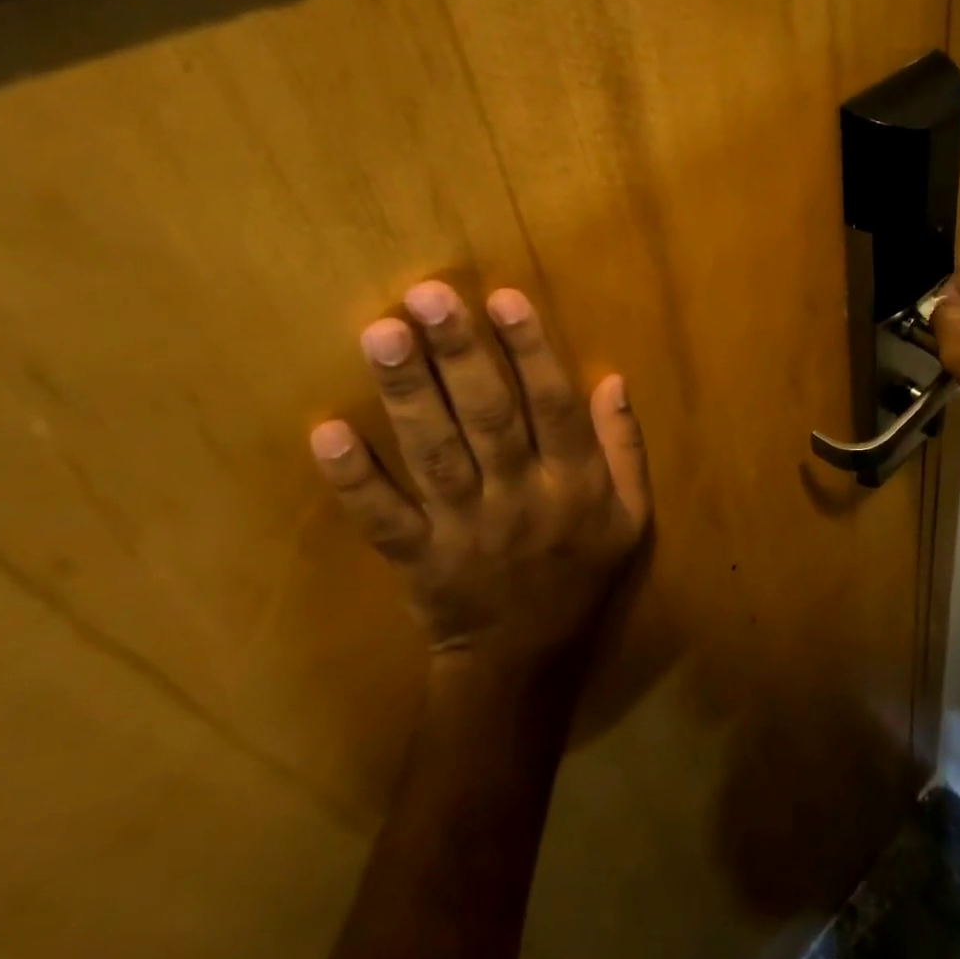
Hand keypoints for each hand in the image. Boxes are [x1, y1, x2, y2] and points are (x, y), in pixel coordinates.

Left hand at [309, 282, 650, 668]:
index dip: (531, 352)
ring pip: (435, 456)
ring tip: (382, 335)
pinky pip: (383, 519)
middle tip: (428, 298)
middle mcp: (521, 499)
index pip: (555, 408)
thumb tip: (613, 379)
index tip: (503, 297)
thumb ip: (625, 447)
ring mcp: (464, 529)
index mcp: (575, 485)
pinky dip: (355, 479)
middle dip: (460, 356)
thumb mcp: (632, 515)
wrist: (525, 660)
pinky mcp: (417, 558)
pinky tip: (327, 433)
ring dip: (408, 395)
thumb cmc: (582, 572)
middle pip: (489, 419)